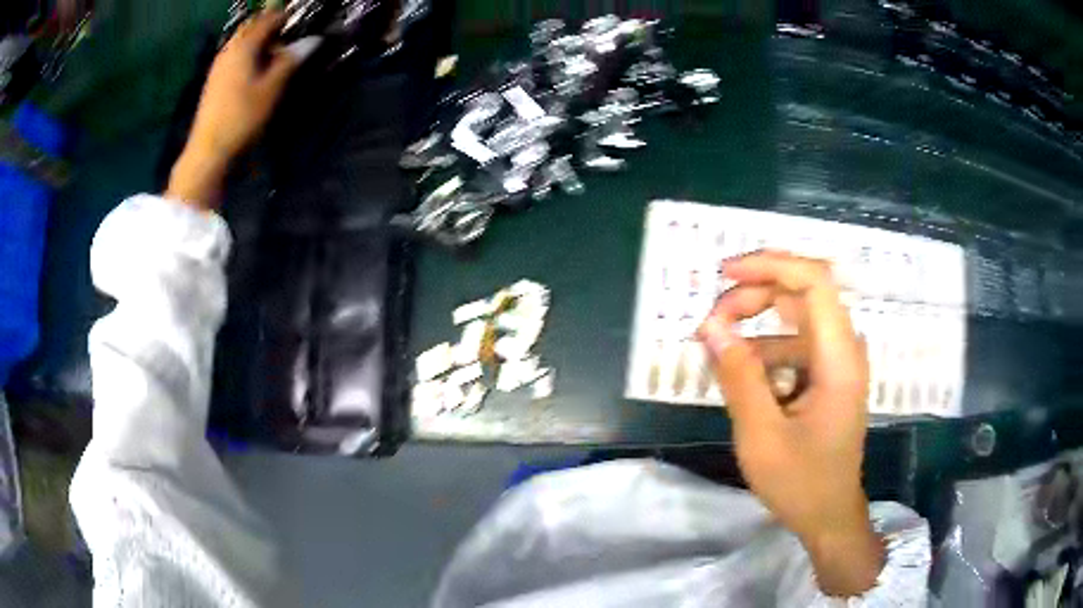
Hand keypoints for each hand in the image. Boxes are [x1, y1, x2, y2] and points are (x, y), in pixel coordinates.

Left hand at [166, 11, 299, 208]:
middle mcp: (229, 50)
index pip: (268, 19)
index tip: (303, 21)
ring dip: (260, 43)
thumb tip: (314, 40)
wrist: (208, 151)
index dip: (286, 16)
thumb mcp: (271, 89)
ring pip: (243, 42)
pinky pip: (235, 56)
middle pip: (252, 28)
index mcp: (243, 47)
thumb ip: (291, 61)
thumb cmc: (242, 117)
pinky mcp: (215, 81)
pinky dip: (249, 56)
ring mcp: (219, 66)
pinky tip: (258, 71)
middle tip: (290, 39)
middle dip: (272, 28)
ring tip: (277, 56)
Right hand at [697, 250, 883, 596]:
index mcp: (839, 359)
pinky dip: (763, 351)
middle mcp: (844, 350)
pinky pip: (794, 346)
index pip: (814, 282)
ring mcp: (837, 363)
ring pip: (795, 318)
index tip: (725, 274)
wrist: (829, 516)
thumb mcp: (761, 436)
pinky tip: (738, 374)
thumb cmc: (801, 483)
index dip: (770, 266)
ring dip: (754, 324)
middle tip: (712, 320)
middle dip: (754, 295)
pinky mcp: (827, 376)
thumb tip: (711, 326)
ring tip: (715, 347)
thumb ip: (738, 378)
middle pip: (802, 293)